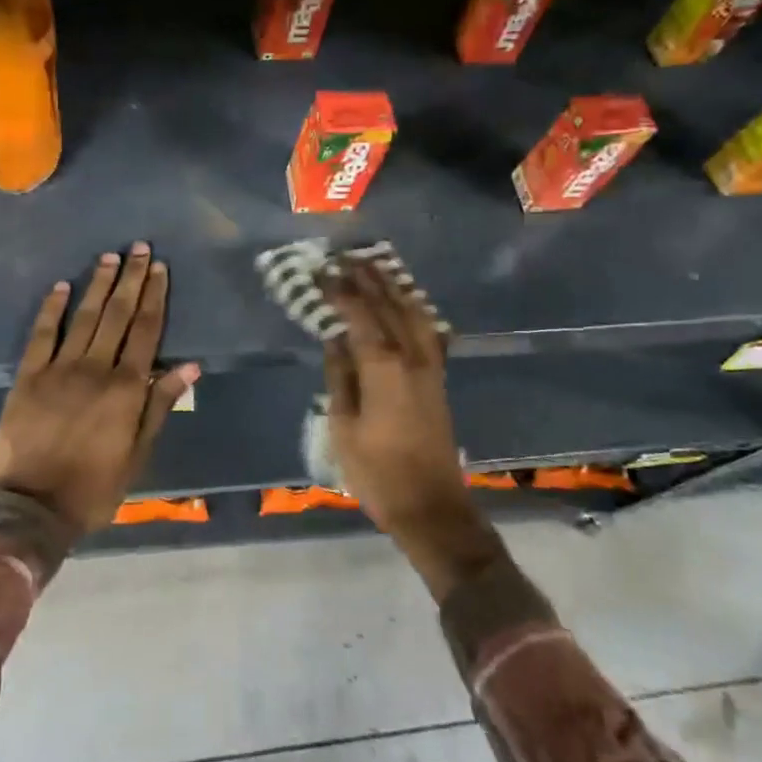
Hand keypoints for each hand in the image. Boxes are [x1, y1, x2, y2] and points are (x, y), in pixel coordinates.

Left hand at [0, 244, 199, 533]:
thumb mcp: (137, 453)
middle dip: (131, 279)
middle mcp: (95, 369)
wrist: (30, 507)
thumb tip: (189, 365)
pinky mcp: (28, 376)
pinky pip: (42, 335)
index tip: (160, 269)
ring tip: (109, 257)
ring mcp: (58, 369)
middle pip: (118, 315)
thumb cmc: (93, 486)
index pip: (146, 331)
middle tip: (139, 248)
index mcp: (125, 388)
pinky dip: (52, 309)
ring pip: (84, 317)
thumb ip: (159, 405)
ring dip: (98, 285)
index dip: (154, 297)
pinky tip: (61, 286)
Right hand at [324, 261, 501, 596]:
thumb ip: (340, 377)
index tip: (323, 270)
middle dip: (367, 278)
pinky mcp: (438, 379)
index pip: (360, 316)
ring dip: (393, 287)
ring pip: (413, 313)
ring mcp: (430, 367)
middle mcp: (412, 358)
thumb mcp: (344, 427)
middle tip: (346, 256)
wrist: (431, 505)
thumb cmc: (378, 472)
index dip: (341, 291)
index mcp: (384, 368)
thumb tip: (334, 339)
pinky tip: (406, 302)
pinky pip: (426, 330)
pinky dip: (413, 308)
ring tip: (375, 267)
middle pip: (390, 306)